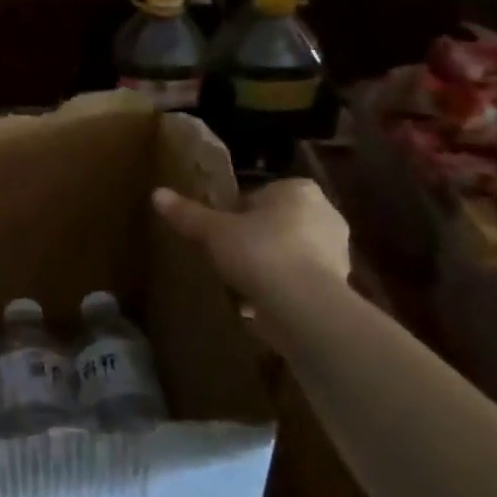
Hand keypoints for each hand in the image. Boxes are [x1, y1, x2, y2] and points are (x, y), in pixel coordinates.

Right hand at [153, 179, 349, 303]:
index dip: (236, 213)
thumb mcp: (213, 232)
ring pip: (291, 252)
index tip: (219, 232)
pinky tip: (259, 304)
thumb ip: (187, 214)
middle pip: (277, 223)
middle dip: (255, 238)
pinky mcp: (339, 285)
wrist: (304, 306)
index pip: (259, 195)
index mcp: (298, 190)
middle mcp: (325, 213)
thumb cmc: (259, 252)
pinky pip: (300, 280)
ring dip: (269, 265)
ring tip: (240, 283)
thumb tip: (157, 194)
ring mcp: (337, 251)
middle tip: (226, 256)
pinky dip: (282, 289)